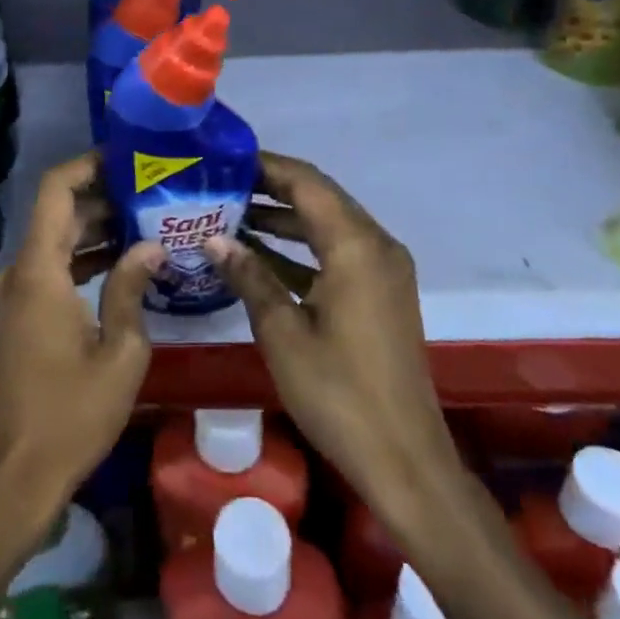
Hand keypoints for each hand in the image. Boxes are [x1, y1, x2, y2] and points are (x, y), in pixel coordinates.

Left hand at [0, 152, 163, 531]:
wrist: (19, 474)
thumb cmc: (74, 413)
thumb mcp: (120, 350)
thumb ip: (131, 286)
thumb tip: (150, 244)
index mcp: (38, 272)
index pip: (54, 190)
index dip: (86, 165)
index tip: (125, 158)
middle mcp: (15, 273)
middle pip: (56, 214)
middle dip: (101, 198)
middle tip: (149, 192)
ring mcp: (9, 295)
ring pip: (52, 242)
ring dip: (92, 230)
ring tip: (143, 221)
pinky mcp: (13, 315)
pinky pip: (46, 269)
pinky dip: (78, 259)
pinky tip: (117, 262)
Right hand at [203, 152, 465, 531]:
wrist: (404, 460)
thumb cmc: (339, 393)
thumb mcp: (283, 332)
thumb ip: (250, 276)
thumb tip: (214, 239)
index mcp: (356, 246)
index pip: (307, 182)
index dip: (266, 166)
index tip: (225, 158)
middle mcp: (376, 246)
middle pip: (319, 198)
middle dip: (271, 188)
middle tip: (221, 184)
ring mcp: (382, 270)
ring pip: (327, 225)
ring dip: (284, 218)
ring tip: (230, 214)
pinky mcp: (380, 294)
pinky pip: (337, 252)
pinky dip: (301, 249)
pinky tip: (259, 256)